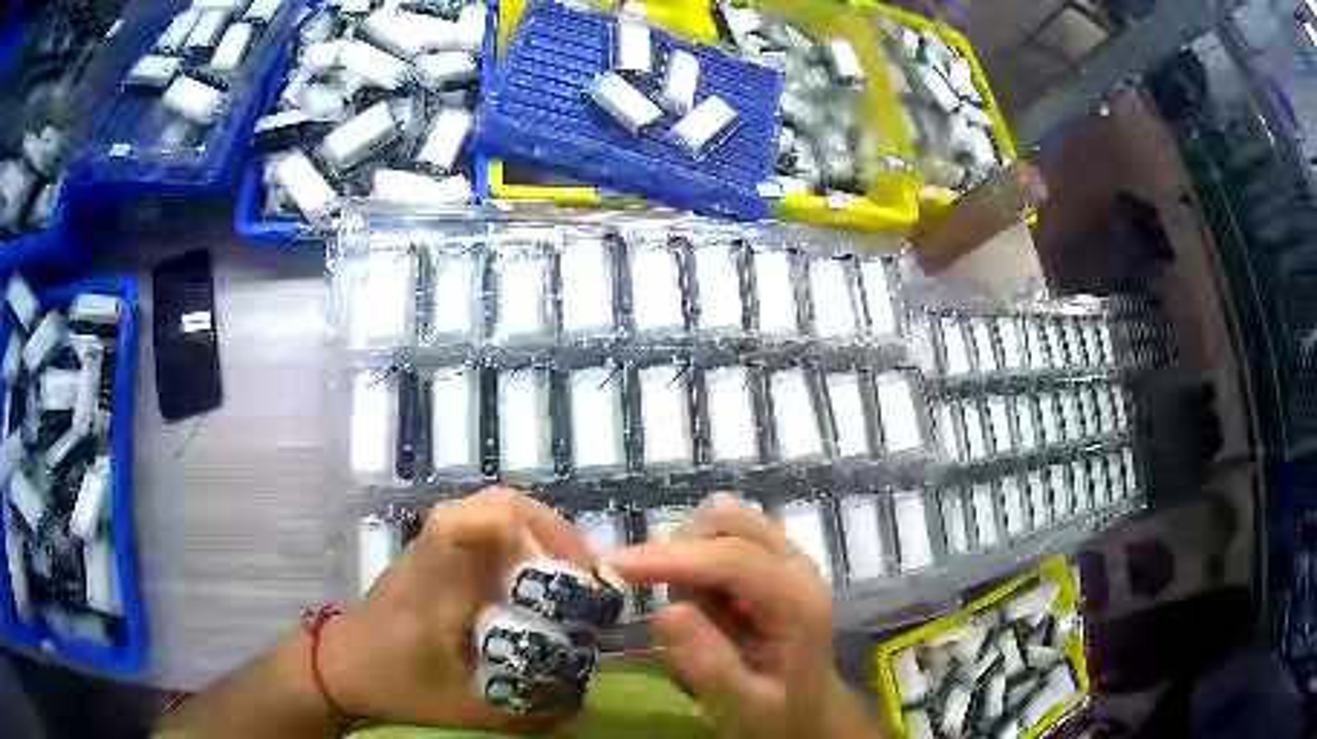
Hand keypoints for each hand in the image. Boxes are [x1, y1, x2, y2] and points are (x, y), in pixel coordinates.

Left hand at [318, 487, 594, 731]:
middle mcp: (436, 551)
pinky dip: (518, 541)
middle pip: (496, 503)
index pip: (471, 525)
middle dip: (552, 531)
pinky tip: (530, 580)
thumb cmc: (396, 683)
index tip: (572, 570)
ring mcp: (432, 546)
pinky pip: (483, 526)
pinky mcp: (434, 553)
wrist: (341, 665)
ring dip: (537, 533)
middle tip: (582, 573)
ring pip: (492, 509)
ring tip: (565, 574)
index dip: (526, 531)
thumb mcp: (462, 708)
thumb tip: (585, 710)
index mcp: (436, 584)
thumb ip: (522, 711)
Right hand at [608, 496, 883, 738]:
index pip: (733, 558)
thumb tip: (666, 611)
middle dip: (682, 558)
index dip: (671, 557)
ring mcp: (789, 555)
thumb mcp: (743, 703)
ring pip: (724, 519)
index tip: (614, 565)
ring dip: (690, 556)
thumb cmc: (776, 711)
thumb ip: (710, 664)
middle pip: (727, 525)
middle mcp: (798, 566)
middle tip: (676, 610)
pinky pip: (727, 530)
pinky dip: (700, 551)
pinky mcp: (775, 554)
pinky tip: (707, 594)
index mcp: (797, 602)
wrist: (808, 705)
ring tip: (698, 608)